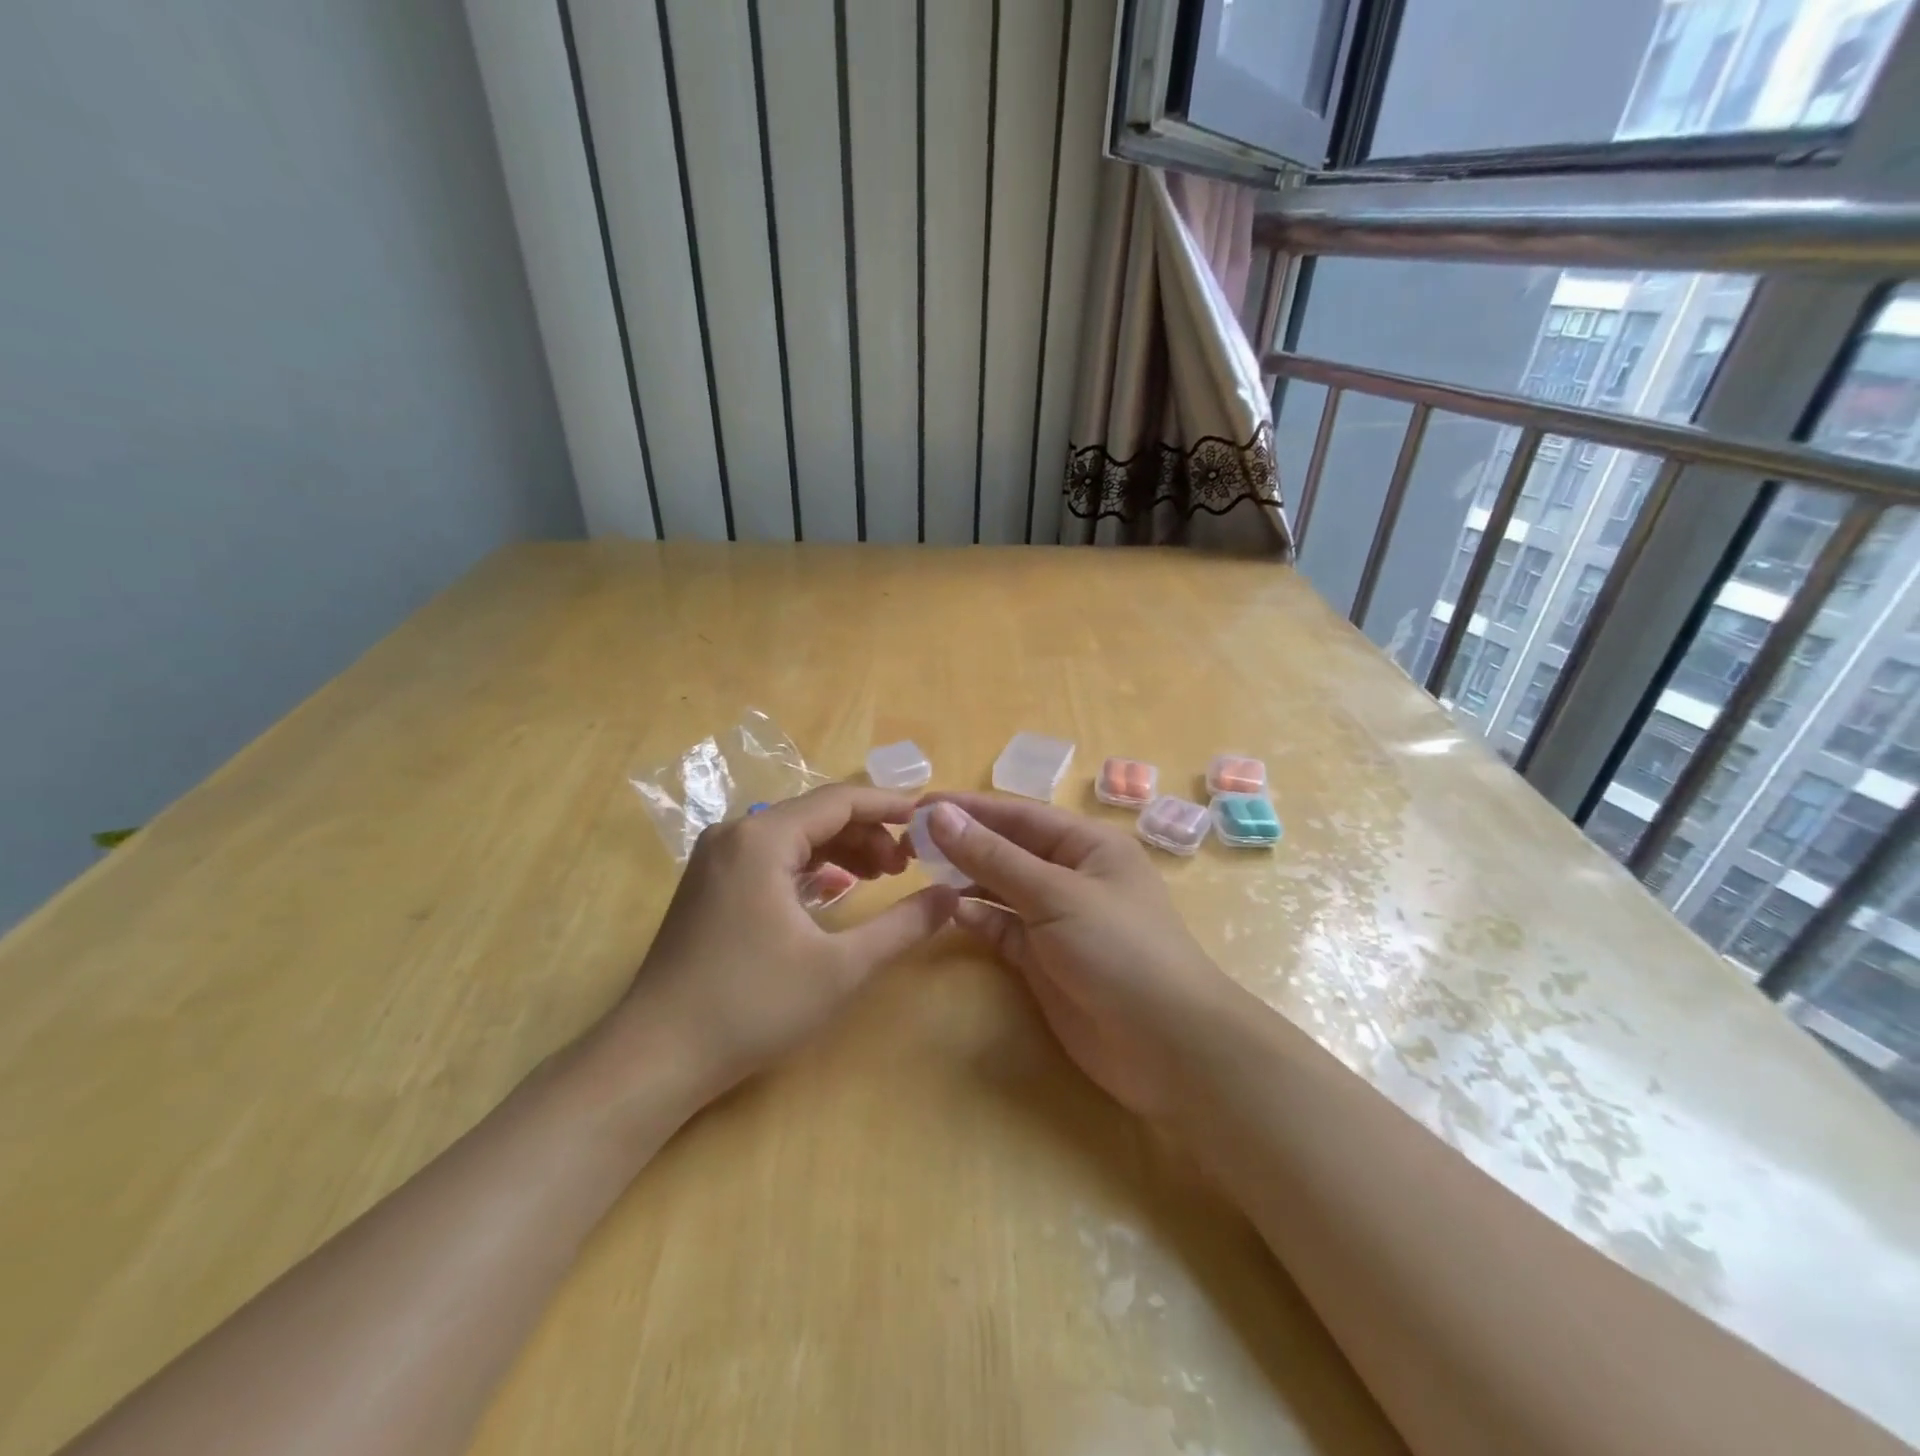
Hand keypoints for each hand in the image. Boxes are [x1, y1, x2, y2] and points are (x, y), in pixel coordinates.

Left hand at [606, 785, 958, 1104]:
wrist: (657, 1056)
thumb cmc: (753, 1005)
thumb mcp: (841, 968)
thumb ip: (902, 926)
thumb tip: (952, 896)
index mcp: (762, 839)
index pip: (840, 800)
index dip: (890, 806)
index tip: (930, 821)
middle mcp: (735, 834)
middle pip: (816, 815)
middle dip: (868, 833)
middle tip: (908, 865)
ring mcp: (717, 859)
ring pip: (794, 836)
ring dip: (842, 850)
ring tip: (882, 878)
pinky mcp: (710, 885)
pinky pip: (772, 857)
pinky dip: (811, 868)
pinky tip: (837, 892)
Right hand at [922, 795, 1236, 1122]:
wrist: (1167, 1047)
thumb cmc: (1119, 950)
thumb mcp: (1055, 895)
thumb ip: (994, 857)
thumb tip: (940, 814)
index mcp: (1088, 845)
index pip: (1020, 815)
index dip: (970, 808)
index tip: (919, 805)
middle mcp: (1073, 875)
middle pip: (1009, 849)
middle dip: (963, 842)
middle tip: (908, 841)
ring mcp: (1058, 920)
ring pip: (1002, 888)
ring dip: (966, 878)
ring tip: (919, 871)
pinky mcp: (1045, 960)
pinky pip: (1003, 929)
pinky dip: (978, 918)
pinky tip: (948, 910)